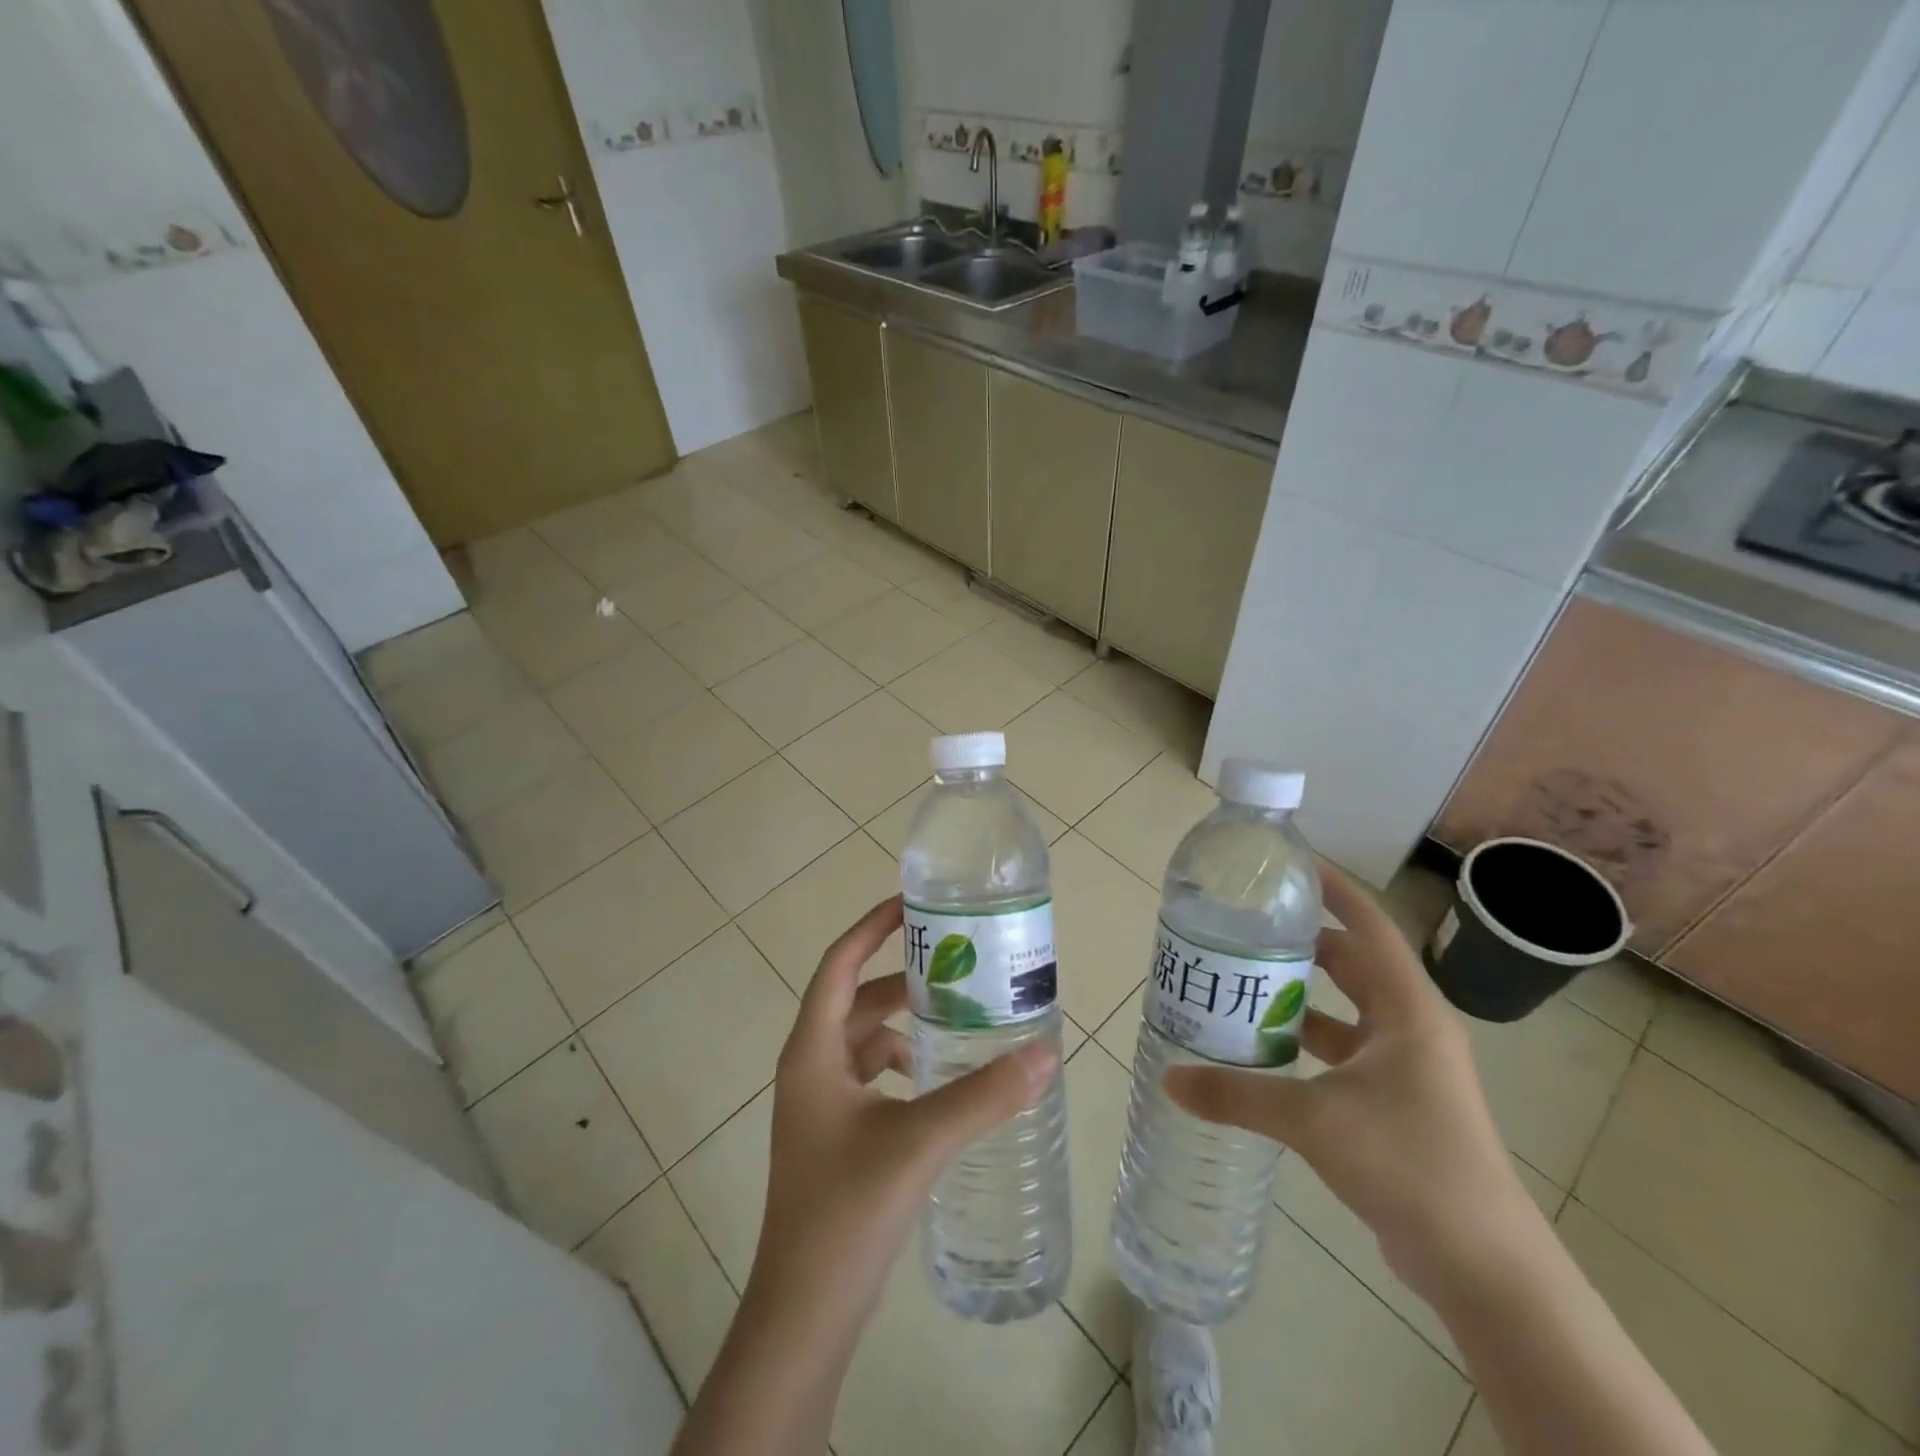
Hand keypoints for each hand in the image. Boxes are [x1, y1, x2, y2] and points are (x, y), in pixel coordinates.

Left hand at [744, 895, 1058, 1342]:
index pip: (839, 964)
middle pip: (857, 999)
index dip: (872, 928)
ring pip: (865, 1039)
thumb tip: (1045, 1053)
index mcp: (812, 1051)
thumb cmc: (845, 1212)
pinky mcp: (835, 1134)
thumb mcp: (918, 1142)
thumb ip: (982, 1096)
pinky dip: (902, 1063)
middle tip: (958, 963)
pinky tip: (938, 1079)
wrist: (804, 1313)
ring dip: (905, 1023)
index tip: (913, 904)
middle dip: (903, 978)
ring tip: (959, 1017)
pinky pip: (870, 1075)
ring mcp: (819, 1103)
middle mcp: (810, 1066)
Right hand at [1163, 864, 1536, 1302]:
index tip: (1290, 866)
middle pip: (1352, 963)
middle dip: (1302, 941)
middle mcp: (1411, 1027)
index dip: (1334, 891)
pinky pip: (1343, 1051)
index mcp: (1408, 1010)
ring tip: (1243, 979)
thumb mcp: (1315, 1120)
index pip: (1369, 927)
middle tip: (1245, 926)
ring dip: (1301, 995)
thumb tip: (1169, 1080)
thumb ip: (1239, 1096)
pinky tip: (1264, 1047)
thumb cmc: (1410, 1165)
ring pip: (1345, 1009)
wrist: (1483, 1267)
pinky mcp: (1395, 1101)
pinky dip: (1307, 1040)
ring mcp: (1406, 1067)